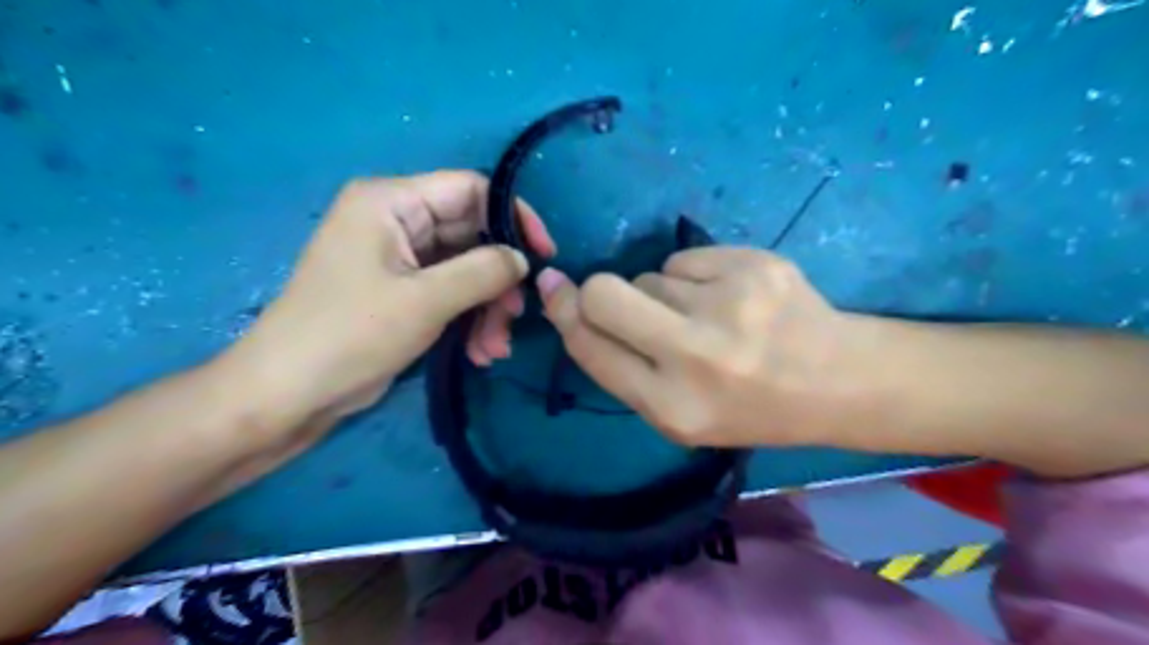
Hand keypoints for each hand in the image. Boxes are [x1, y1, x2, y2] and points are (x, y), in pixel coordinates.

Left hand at [219, 169, 557, 434]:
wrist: (290, 394)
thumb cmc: (351, 334)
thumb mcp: (425, 300)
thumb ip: (483, 271)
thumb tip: (523, 259)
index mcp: (391, 201)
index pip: (470, 189)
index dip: (513, 218)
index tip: (543, 256)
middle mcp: (396, 221)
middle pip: (472, 235)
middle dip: (498, 280)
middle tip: (516, 317)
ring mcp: (399, 259)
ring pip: (466, 270)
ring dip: (487, 308)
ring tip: (495, 348)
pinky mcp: (402, 291)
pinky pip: (451, 293)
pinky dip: (470, 320)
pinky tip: (479, 352)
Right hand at [540, 247, 872, 447]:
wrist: (840, 382)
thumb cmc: (750, 409)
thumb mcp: (679, 414)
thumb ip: (622, 366)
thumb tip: (568, 302)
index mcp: (673, 409)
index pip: (590, 346)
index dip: (565, 313)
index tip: (554, 289)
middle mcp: (697, 357)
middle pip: (605, 294)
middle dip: (598, 292)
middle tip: (625, 302)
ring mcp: (730, 305)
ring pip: (650, 276)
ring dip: (661, 295)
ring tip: (706, 319)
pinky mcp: (754, 265)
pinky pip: (686, 259)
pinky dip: (694, 277)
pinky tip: (729, 298)